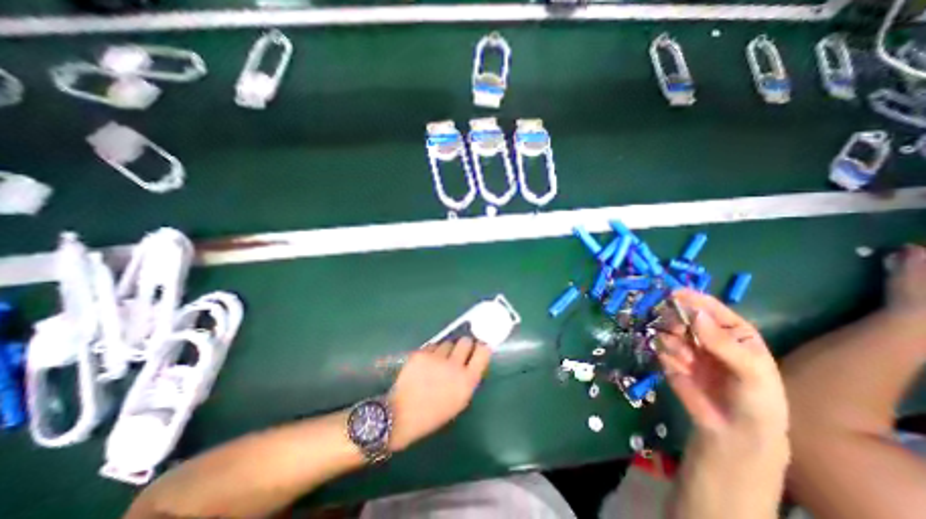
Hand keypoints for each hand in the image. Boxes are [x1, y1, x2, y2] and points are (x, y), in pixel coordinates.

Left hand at [389, 339, 495, 450]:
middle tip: (458, 352)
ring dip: (446, 349)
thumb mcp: (459, 401)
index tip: (478, 348)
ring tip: (438, 361)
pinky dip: (432, 352)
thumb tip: (472, 361)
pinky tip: (425, 363)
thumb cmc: (434, 414)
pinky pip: (432, 346)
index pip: (483, 352)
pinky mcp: (422, 353)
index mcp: (467, 381)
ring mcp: (437, 358)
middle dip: (463, 345)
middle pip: (465, 341)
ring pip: (447, 342)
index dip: (481, 348)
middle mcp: (454, 366)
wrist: (402, 415)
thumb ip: (468, 379)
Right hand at [657, 290, 786, 443]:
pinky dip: (666, 354)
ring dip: (671, 340)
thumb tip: (694, 312)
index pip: (708, 306)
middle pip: (680, 313)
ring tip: (684, 358)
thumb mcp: (750, 371)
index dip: (691, 298)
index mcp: (730, 329)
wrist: (733, 431)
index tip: (672, 294)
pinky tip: (678, 368)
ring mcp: (684, 344)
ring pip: (666, 328)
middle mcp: (703, 332)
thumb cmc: (755, 398)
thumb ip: (721, 341)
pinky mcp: (668, 356)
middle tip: (676, 330)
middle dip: (674, 319)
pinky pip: (658, 345)